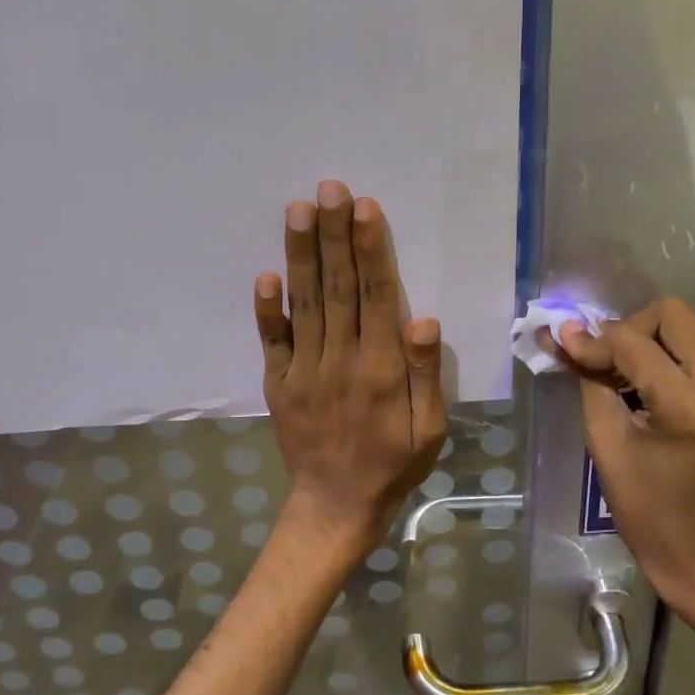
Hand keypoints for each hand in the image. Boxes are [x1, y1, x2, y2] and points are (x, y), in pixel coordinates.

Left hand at [255, 180, 447, 565]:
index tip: (365, 208)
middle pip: (337, 288)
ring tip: (299, 210)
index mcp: (381, 370)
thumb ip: (425, 374)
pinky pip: (271, 341)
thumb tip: (423, 319)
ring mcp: (303, 371)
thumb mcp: (430, 429)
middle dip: (334, 235)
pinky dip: (266, 308)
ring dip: (301, 254)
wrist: (336, 506)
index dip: (371, 250)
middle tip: (330, 188)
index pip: (376, 297)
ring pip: (304, 304)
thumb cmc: (394, 463)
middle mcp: (340, 361)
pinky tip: (265, 274)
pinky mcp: (278, 383)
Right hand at [549, 299, 694, 611]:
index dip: (592, 340)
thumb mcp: (606, 444)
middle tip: (601, 359)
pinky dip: (660, 356)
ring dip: (644, 341)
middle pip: (671, 315)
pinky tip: (636, 385)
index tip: (561, 345)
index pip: (633, 343)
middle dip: (627, 328)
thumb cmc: (647, 510)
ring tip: (614, 374)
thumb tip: (564, 336)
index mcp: (689, 405)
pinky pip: (691, 352)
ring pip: (683, 329)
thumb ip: (589, 381)